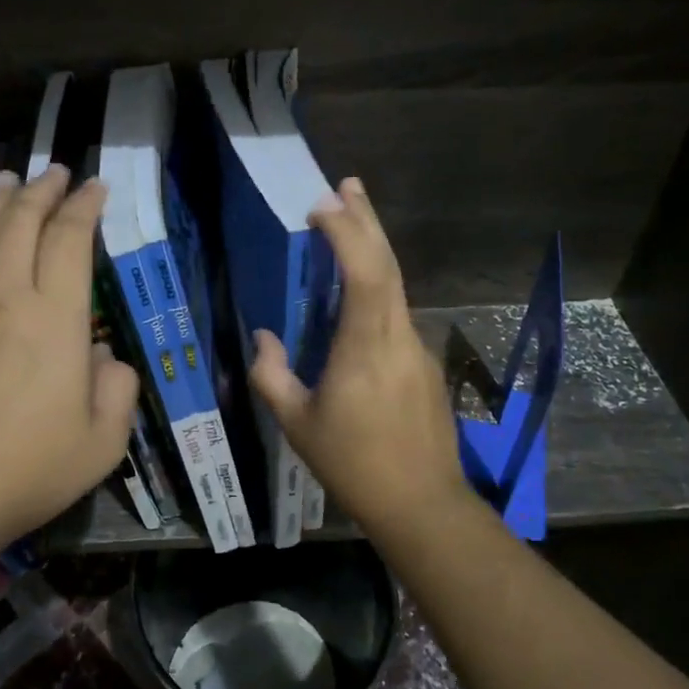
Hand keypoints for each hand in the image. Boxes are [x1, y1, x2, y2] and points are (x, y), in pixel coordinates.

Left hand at [0, 167, 139, 556]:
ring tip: (12, 181)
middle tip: (57, 172)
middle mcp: (5, 297)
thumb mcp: (103, 440)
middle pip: (20, 223)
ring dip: (0, 203)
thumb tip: (101, 354)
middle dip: (43, 190)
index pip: (70, 239)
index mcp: (55, 318)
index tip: (95, 187)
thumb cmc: (29, 469)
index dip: (84, 207)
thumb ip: (117, 388)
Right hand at [249, 177, 470, 532]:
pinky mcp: (424, 364)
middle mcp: (397, 336)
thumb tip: (264, 338)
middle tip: (347, 185)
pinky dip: (378, 285)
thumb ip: (271, 376)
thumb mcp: (298, 424)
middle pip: (388, 265)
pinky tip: (359, 292)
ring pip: (396, 286)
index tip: (322, 206)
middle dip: (367, 221)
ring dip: (373, 250)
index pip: (364, 274)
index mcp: (365, 348)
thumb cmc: (353, 464)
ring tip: (350, 224)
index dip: (347, 234)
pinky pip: (397, 312)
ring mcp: (417, 349)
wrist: (422, 503)